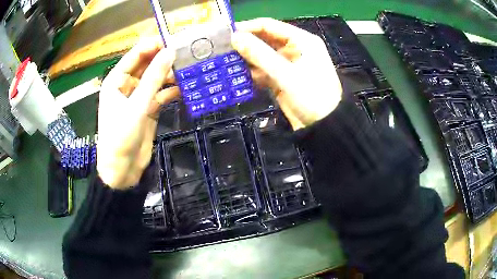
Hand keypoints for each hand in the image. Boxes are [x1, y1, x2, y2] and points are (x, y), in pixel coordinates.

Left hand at [97, 37, 178, 188]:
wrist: (122, 169)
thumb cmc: (120, 136)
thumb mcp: (137, 105)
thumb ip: (153, 78)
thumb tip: (170, 52)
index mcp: (116, 81)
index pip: (135, 56)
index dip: (152, 46)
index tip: (172, 40)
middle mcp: (126, 86)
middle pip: (146, 66)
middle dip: (163, 60)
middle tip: (185, 53)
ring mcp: (138, 98)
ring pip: (155, 80)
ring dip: (170, 75)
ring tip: (189, 68)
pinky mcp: (148, 109)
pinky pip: (161, 95)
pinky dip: (171, 91)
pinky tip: (185, 87)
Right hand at [232, 18, 341, 129]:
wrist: (324, 126)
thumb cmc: (312, 96)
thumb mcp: (285, 73)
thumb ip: (259, 54)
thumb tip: (234, 37)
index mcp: (301, 40)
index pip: (269, 25)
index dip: (247, 27)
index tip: (226, 34)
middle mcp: (294, 48)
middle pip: (264, 40)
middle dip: (244, 44)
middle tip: (221, 50)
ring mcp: (288, 64)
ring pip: (262, 56)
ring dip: (246, 60)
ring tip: (223, 63)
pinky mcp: (282, 78)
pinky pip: (264, 70)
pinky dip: (252, 73)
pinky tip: (236, 77)